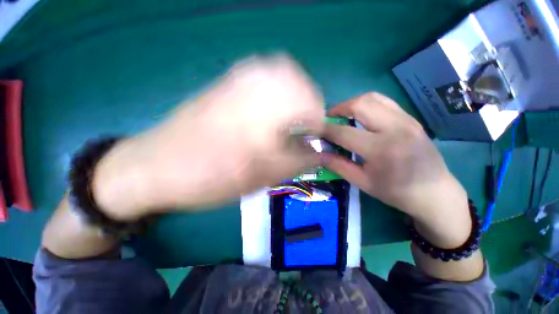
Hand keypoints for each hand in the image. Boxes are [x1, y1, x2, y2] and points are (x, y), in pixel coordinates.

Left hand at [92, 56, 324, 219]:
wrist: (156, 166)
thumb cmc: (209, 179)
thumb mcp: (260, 177)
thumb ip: (296, 162)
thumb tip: (320, 153)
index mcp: (262, 116)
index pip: (309, 108)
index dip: (318, 123)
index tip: (315, 138)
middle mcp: (251, 88)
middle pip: (297, 80)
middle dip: (309, 104)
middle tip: (305, 125)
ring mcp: (235, 79)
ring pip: (281, 71)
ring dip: (294, 92)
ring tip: (291, 115)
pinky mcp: (225, 80)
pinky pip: (263, 72)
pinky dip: (277, 85)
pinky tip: (271, 106)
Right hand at [323, 92, 470, 247]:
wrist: (435, 192)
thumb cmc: (396, 192)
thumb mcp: (362, 182)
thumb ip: (338, 165)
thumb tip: (319, 153)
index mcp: (381, 149)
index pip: (343, 132)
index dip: (325, 129)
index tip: (315, 129)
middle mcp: (395, 128)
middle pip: (360, 104)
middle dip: (338, 108)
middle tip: (329, 118)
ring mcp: (406, 120)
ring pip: (372, 98)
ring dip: (352, 103)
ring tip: (343, 115)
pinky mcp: (410, 118)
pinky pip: (384, 102)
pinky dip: (367, 104)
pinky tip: (362, 116)